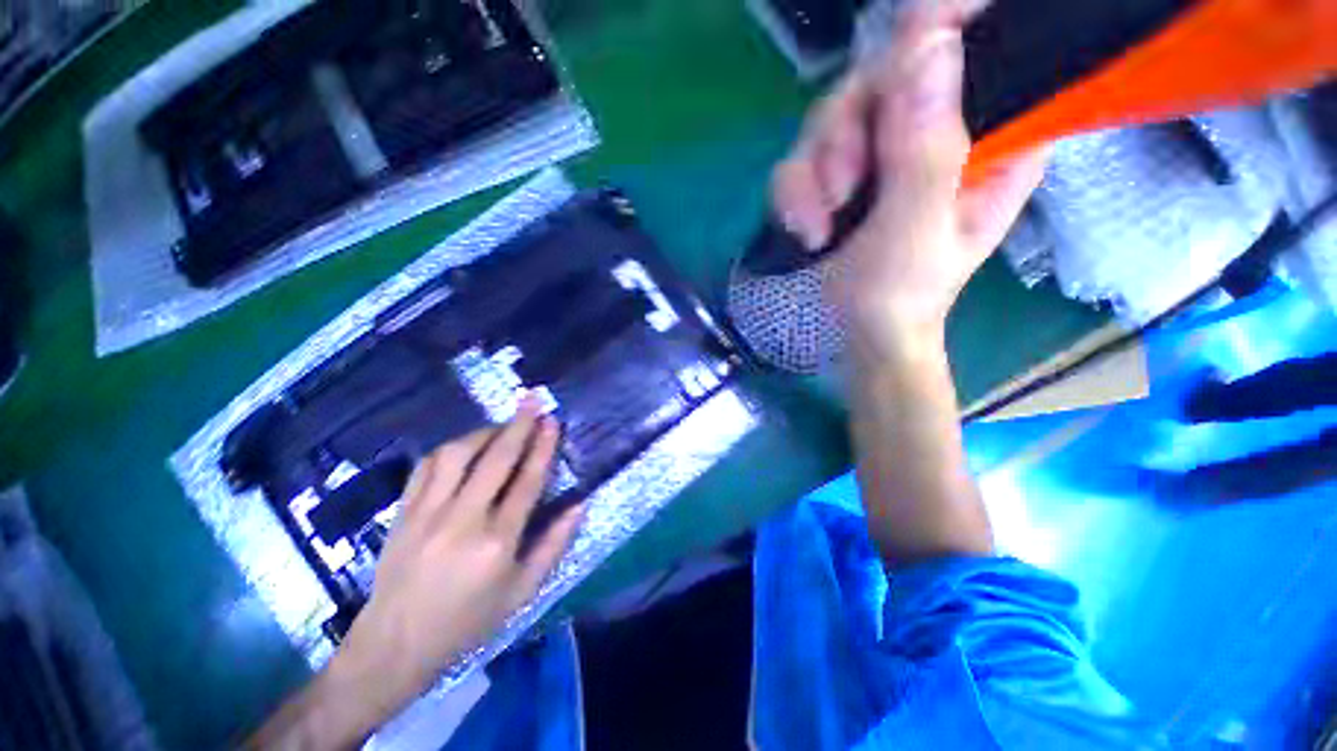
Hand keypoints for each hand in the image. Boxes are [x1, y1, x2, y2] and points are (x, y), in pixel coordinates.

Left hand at [334, 398, 583, 717]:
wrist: (394, 645)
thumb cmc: (467, 622)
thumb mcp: (522, 592)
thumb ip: (554, 545)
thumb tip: (579, 504)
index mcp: (496, 542)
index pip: (527, 481)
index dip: (542, 446)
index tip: (552, 421)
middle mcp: (462, 520)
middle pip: (495, 458)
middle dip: (518, 424)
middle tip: (533, 400)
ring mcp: (427, 513)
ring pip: (457, 454)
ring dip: (483, 432)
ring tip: (501, 426)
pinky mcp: (403, 513)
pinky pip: (426, 466)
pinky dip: (449, 449)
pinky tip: (463, 447)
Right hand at [773, 0, 1047, 347]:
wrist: (861, 334)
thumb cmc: (902, 297)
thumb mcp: (917, 229)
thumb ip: (925, 148)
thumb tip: (926, 42)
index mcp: (993, 136)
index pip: (983, 46)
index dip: (944, 26)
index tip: (904, 40)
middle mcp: (940, 130)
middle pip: (882, 76)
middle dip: (844, 133)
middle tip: (839, 191)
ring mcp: (886, 150)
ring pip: (833, 115)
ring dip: (812, 172)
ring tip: (817, 227)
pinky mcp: (846, 172)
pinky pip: (805, 155)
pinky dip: (794, 193)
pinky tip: (805, 229)